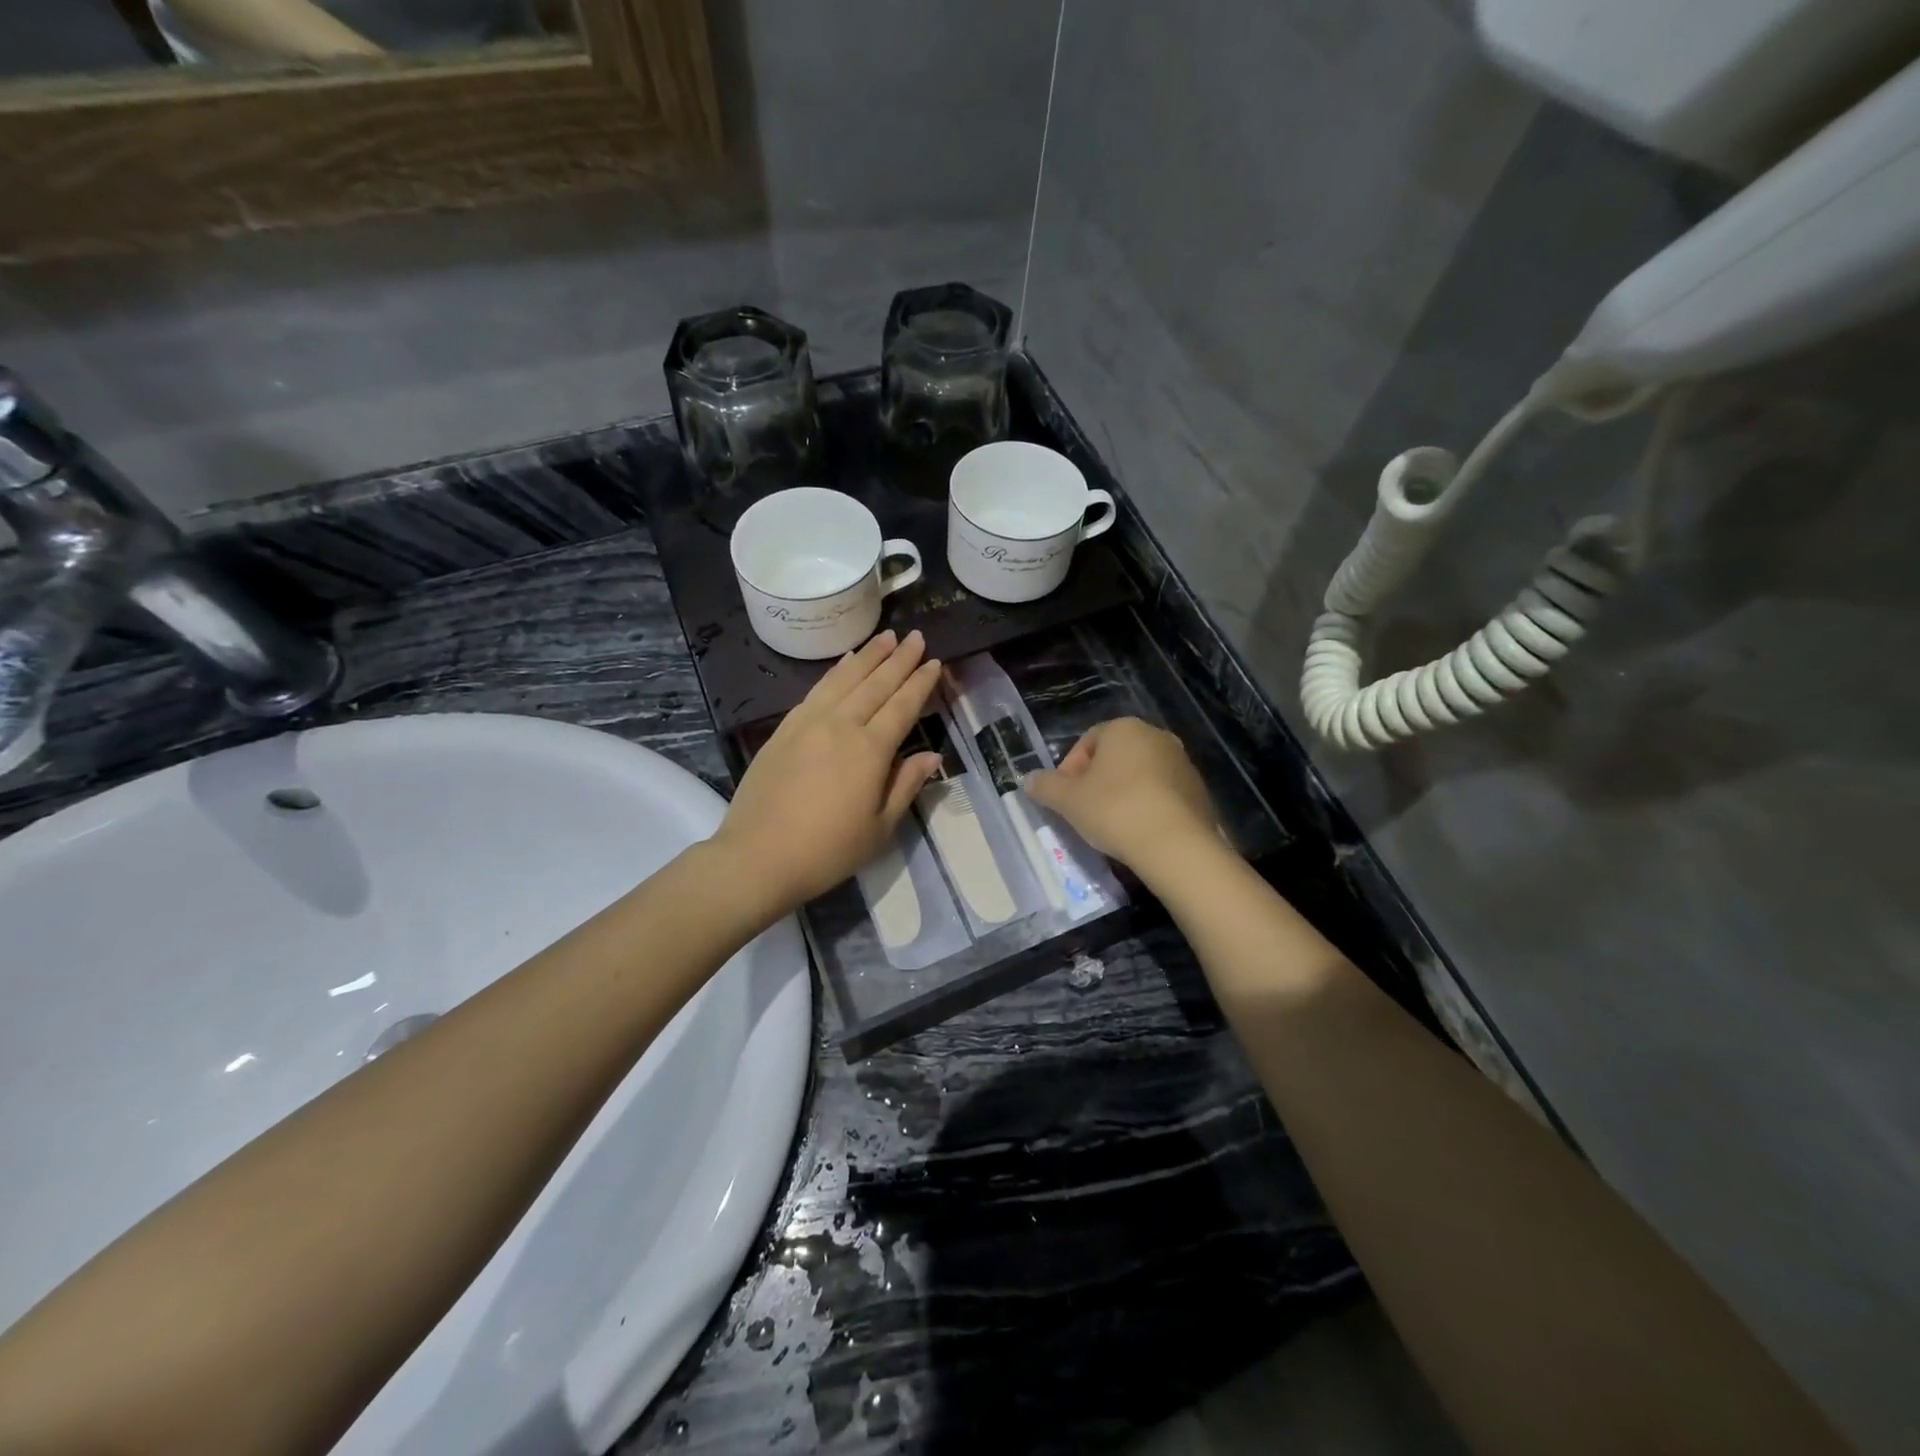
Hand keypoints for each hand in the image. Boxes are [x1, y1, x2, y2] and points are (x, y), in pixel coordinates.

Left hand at [713, 631, 943, 914]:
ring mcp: (809, 723)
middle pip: (876, 684)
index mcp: (870, 750)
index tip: (935, 662)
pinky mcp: (784, 729)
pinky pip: (816, 690)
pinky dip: (835, 671)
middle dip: (899, 659)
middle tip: (916, 637)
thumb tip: (932, 755)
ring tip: (886, 637)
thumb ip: (906, 785)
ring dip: (868, 656)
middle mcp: (841, 725)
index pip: (902, 706)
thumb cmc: (827, 851)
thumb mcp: (879, 828)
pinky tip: (844, 662)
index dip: (921, 683)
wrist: (758, 856)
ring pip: (844, 679)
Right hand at [1023, 718, 1222, 882]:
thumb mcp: (1067, 800)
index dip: (1069, 769)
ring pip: (1140, 775)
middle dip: (1096, 781)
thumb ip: (1045, 786)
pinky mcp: (1198, 790)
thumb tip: (1027, 780)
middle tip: (1083, 811)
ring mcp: (1182, 762)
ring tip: (1110, 825)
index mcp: (1124, 728)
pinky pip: (1162, 794)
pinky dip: (1146, 807)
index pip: (1087, 741)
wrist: (1176, 844)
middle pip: (1115, 757)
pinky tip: (1137, 832)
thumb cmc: (1114, 810)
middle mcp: (1157, 736)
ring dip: (1122, 794)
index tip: (1063, 797)